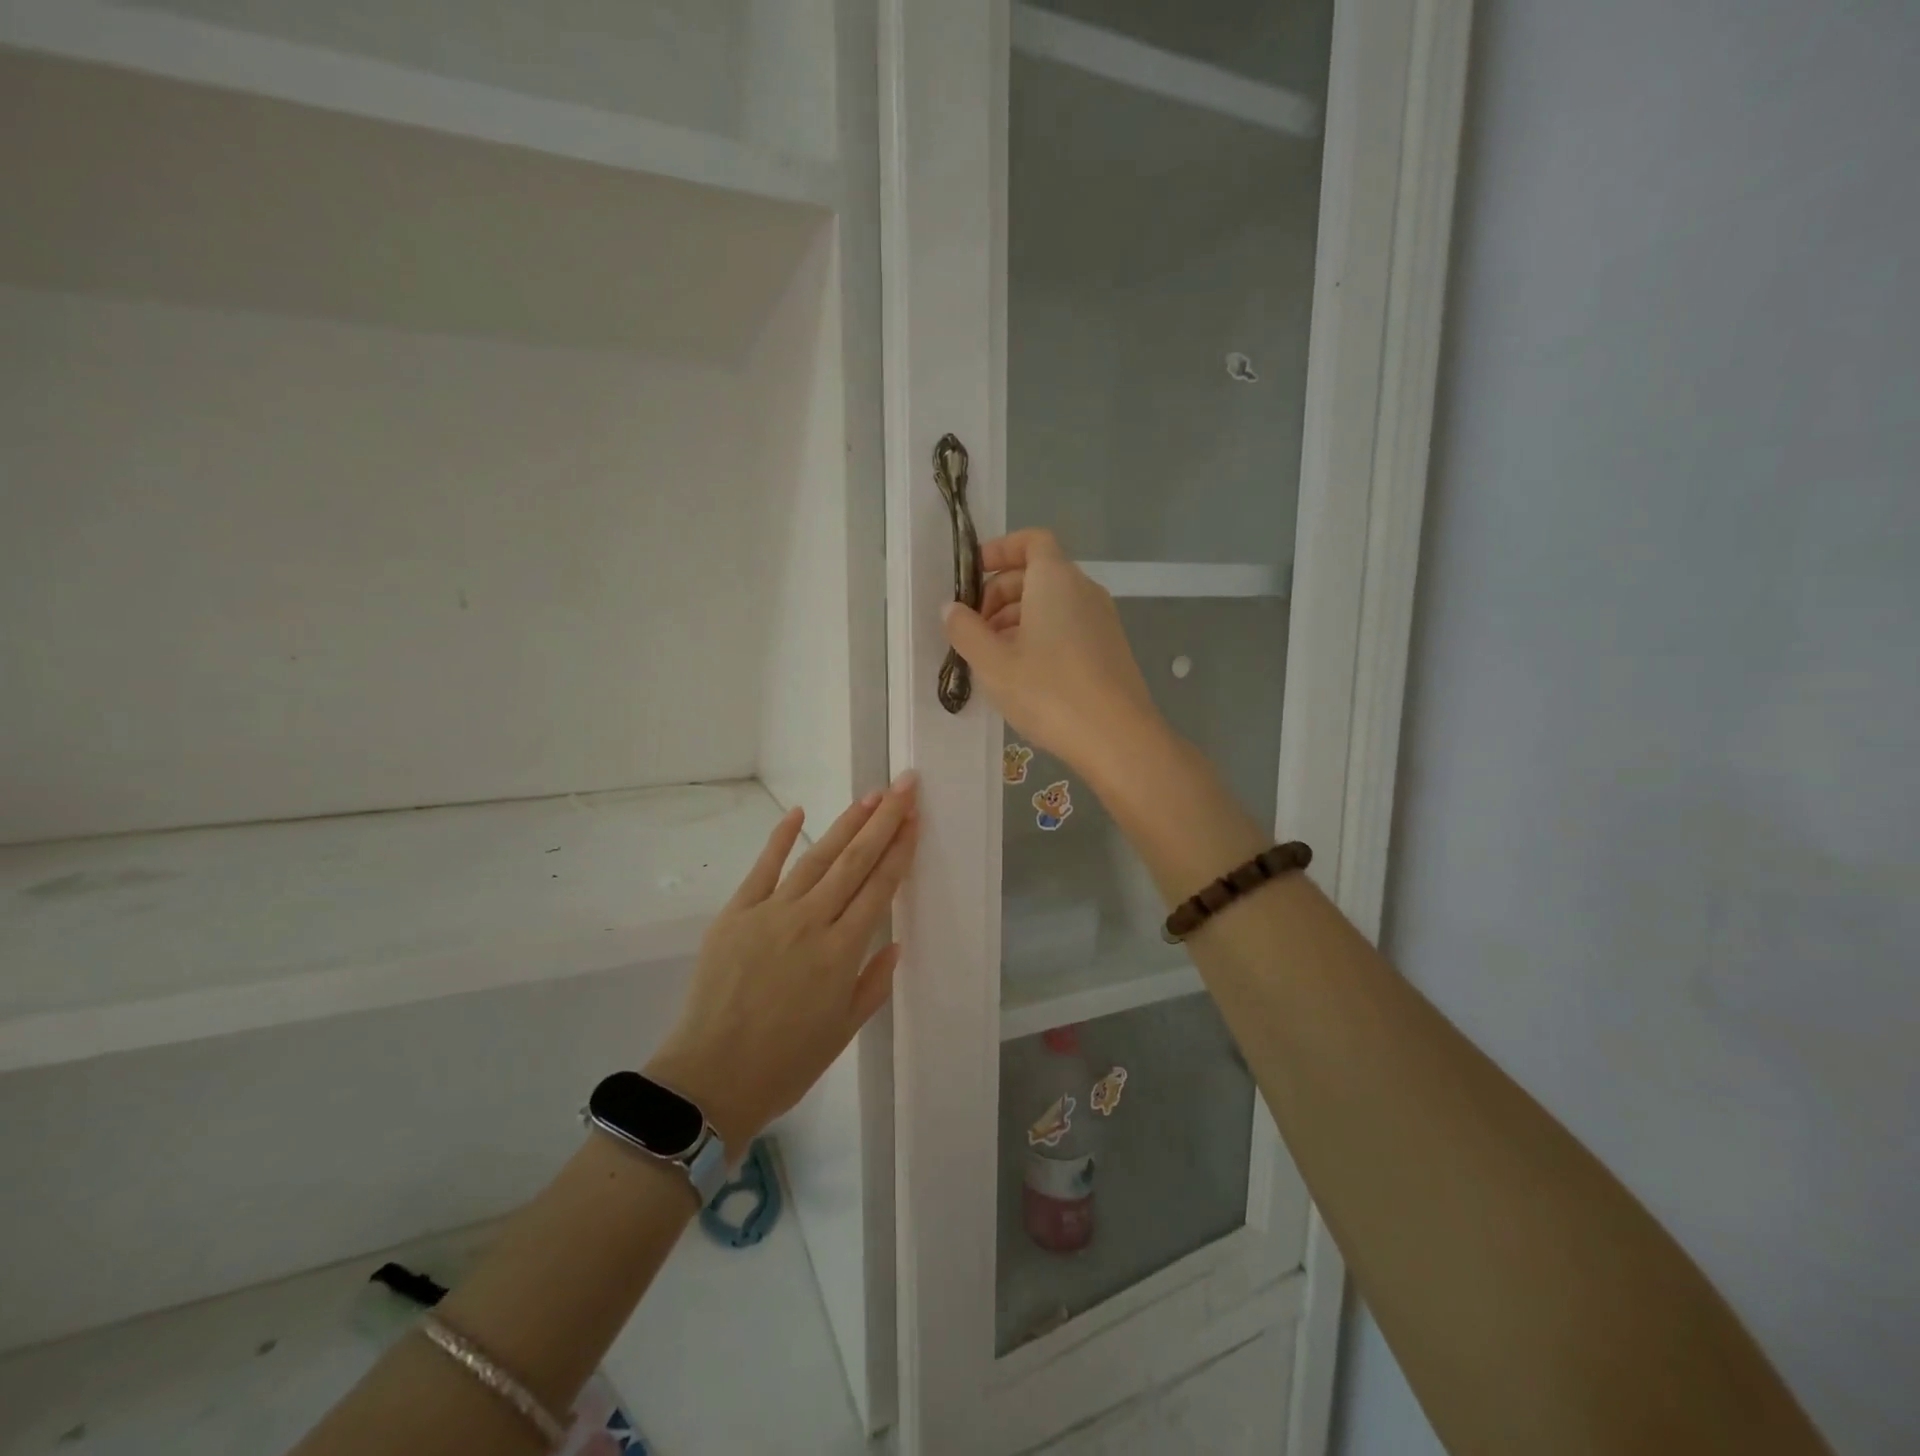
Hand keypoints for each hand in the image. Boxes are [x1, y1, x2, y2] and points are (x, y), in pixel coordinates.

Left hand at [647, 774, 918, 1149]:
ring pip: (816, 857)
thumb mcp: (843, 1031)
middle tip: (904, 785)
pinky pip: (763, 868)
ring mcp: (770, 913)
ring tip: (870, 796)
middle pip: (854, 861)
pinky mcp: (736, 914)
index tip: (915, 818)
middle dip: (884, 820)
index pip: (880, 888)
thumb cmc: (785, 1064)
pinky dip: (780, 838)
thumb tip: (894, 944)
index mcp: (842, 952)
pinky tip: (798, 811)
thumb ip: (872, 983)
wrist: (710, 1079)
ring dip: (846, 824)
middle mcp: (811, 922)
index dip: (900, 849)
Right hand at [942, 529, 1163, 777]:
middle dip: (999, 593)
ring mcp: (1101, 620)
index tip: (972, 575)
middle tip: (973, 629)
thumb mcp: (992, 663)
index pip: (1032, 541)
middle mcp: (1083, 590)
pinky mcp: (1109, 648)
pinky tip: (1022, 673)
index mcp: (1056, 580)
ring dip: (1016, 619)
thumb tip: (951, 609)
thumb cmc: (1048, 691)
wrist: (1116, 738)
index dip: (1000, 550)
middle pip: (1037, 573)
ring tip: (991, 656)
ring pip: (1051, 604)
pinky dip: (1040, 636)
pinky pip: (1067, 627)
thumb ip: (965, 630)